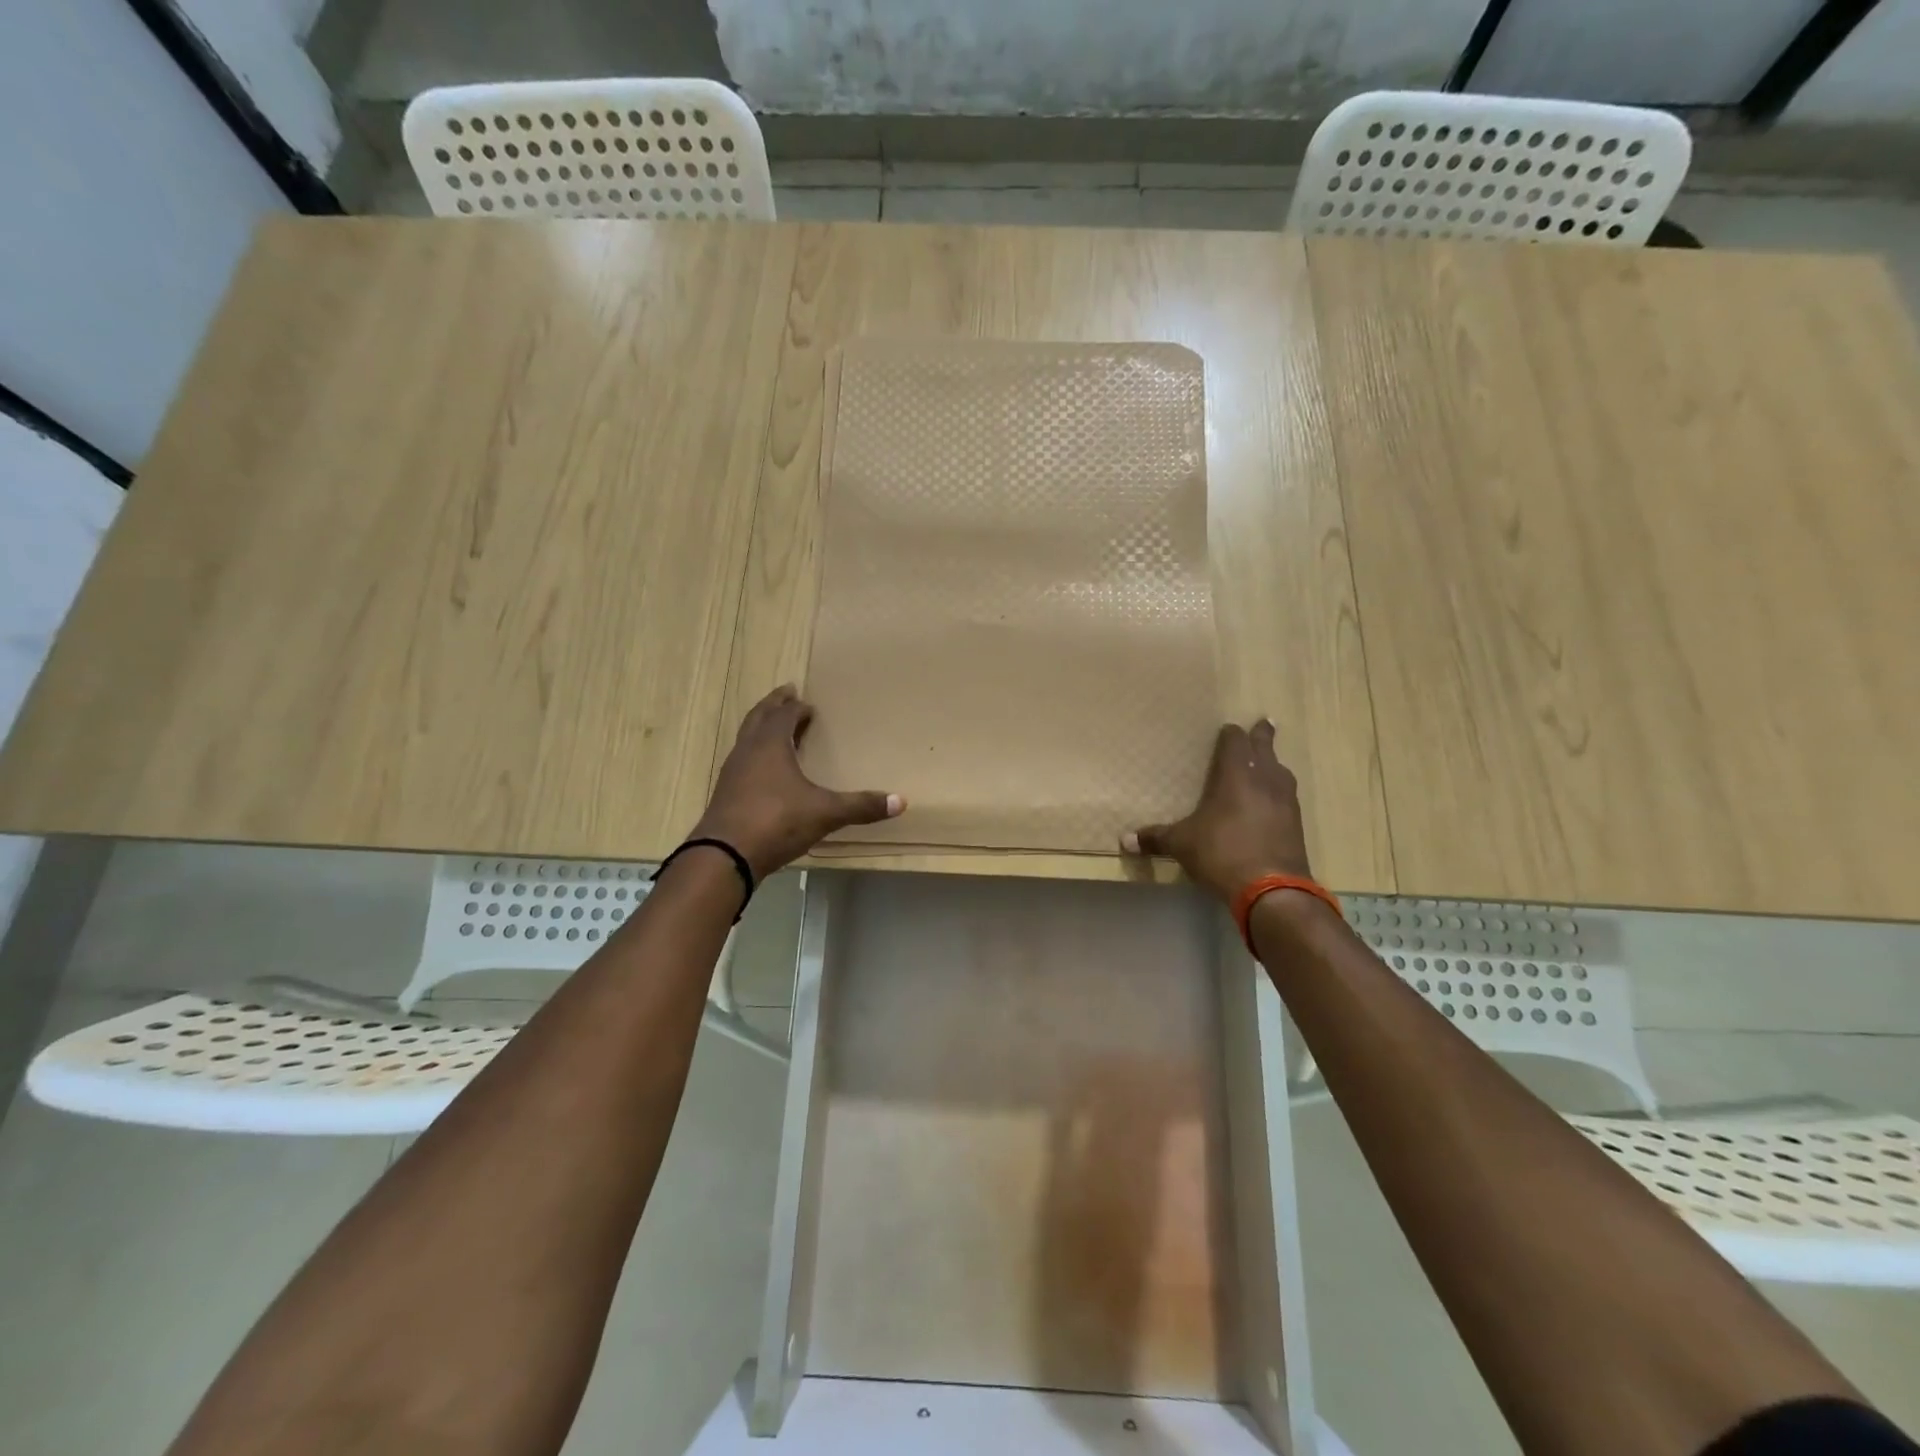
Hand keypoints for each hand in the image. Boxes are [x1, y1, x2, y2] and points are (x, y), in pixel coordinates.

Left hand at [692, 685, 902, 879]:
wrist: (724, 855)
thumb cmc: (776, 821)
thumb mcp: (825, 813)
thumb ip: (861, 806)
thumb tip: (901, 802)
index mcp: (770, 745)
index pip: (782, 714)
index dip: (794, 707)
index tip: (806, 702)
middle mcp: (747, 751)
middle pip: (758, 718)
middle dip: (773, 706)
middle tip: (786, 695)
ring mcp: (732, 773)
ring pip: (746, 739)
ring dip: (760, 729)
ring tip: (776, 730)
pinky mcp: (725, 795)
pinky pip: (741, 763)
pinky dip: (754, 756)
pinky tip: (764, 771)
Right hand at [1122, 720, 1311, 902]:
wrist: (1272, 889)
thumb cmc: (1221, 853)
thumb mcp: (1182, 844)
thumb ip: (1156, 838)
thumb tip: (1124, 841)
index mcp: (1236, 775)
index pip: (1235, 742)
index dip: (1231, 734)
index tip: (1228, 729)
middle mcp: (1265, 780)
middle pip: (1265, 748)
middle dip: (1262, 736)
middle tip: (1264, 723)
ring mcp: (1286, 801)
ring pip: (1281, 772)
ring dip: (1273, 764)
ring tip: (1268, 763)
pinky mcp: (1297, 824)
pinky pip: (1287, 797)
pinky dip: (1279, 792)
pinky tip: (1273, 801)